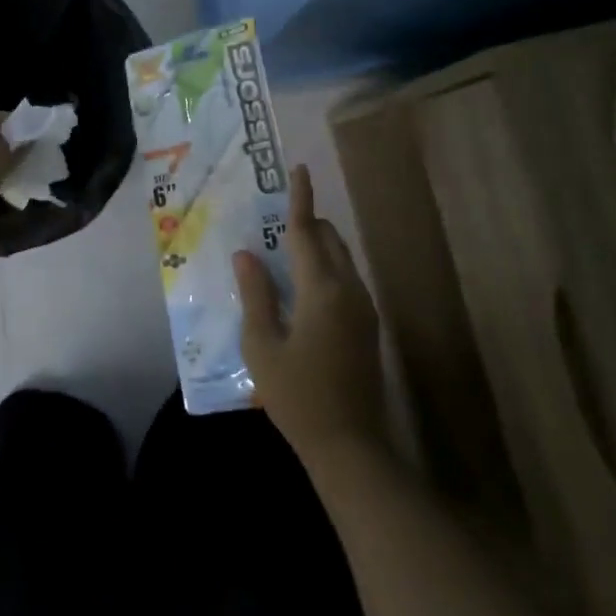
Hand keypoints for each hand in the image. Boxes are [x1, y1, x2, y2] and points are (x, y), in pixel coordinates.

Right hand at [235, 164, 388, 465]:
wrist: (351, 447)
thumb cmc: (298, 396)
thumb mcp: (262, 346)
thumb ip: (256, 294)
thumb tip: (246, 253)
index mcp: (321, 290)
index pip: (306, 232)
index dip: (300, 199)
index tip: (299, 169)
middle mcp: (349, 290)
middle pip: (330, 239)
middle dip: (307, 223)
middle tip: (275, 224)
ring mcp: (364, 309)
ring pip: (342, 258)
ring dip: (318, 246)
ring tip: (284, 255)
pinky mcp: (368, 326)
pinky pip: (347, 279)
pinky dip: (326, 268)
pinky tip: (302, 290)